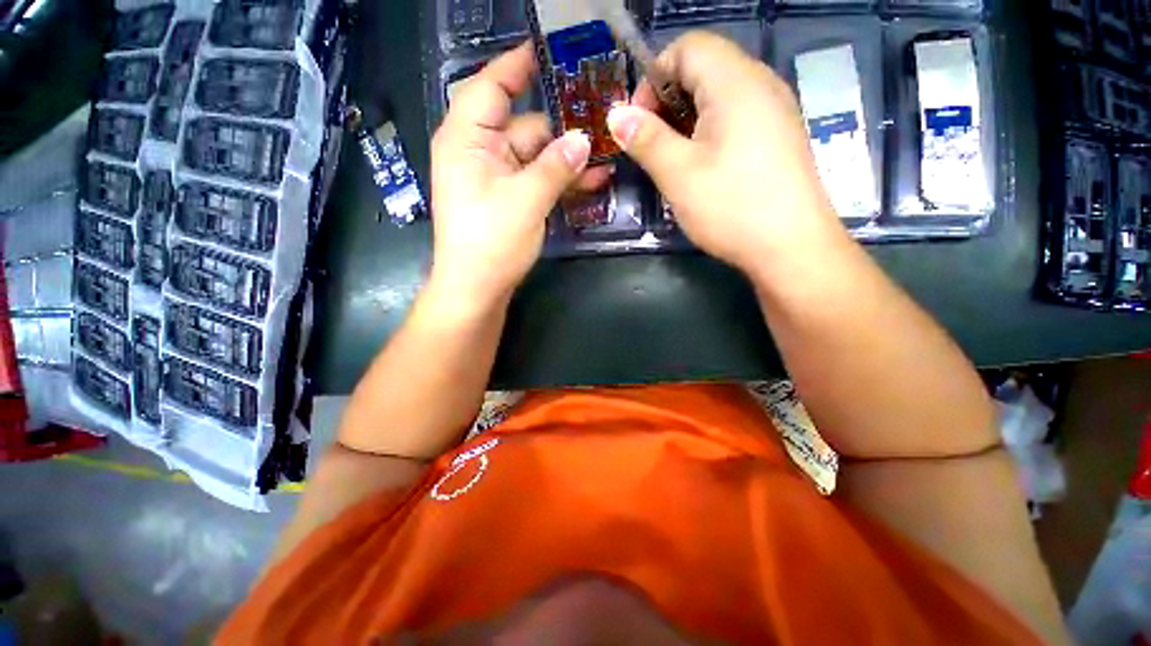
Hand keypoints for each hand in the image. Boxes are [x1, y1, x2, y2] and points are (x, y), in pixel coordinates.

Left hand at [429, 43, 610, 310]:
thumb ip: (556, 166)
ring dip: (568, 160)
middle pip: (525, 126)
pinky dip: (560, 180)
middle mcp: (480, 151)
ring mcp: (496, 177)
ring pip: (537, 156)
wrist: (477, 290)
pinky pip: (537, 179)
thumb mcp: (526, 200)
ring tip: (606, 160)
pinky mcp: (509, 198)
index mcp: (468, 139)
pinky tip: (591, 182)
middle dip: (562, 128)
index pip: (491, 86)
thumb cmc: (491, 243)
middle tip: (602, 121)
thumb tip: (583, 139)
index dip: (518, 65)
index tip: (549, 48)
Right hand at [606, 32, 843, 274]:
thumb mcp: (679, 174)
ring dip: (686, 119)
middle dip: (667, 99)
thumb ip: (646, 139)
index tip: (638, 122)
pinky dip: (709, 131)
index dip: (653, 77)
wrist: (791, 247)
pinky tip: (701, 166)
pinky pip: (736, 117)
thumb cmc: (732, 207)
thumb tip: (616, 115)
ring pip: (719, 95)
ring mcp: (774, 111)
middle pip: (704, 67)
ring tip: (672, 158)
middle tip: (650, 143)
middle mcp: (761, 84)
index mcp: (736, 82)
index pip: (687, 47)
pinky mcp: (778, 137)